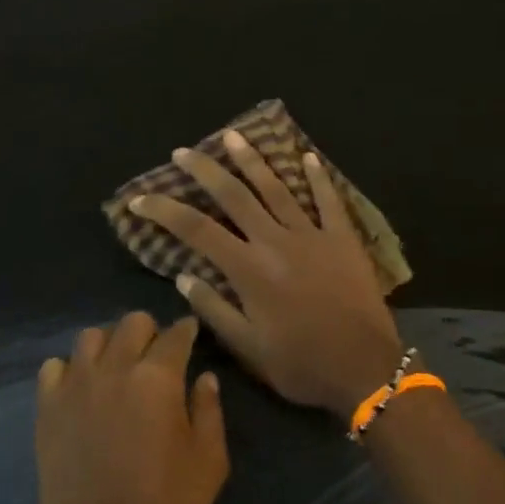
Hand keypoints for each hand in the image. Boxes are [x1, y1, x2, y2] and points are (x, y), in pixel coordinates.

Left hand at [34, 313, 227, 503]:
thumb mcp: (209, 460)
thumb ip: (209, 410)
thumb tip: (204, 378)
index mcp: (158, 378)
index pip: (175, 335)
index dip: (187, 330)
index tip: (191, 332)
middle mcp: (114, 368)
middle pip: (131, 323)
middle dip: (150, 331)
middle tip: (157, 353)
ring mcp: (74, 386)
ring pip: (90, 337)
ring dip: (110, 343)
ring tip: (117, 366)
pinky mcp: (47, 408)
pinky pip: (54, 367)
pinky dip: (71, 369)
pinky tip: (82, 389)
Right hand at [128, 132, 403, 418]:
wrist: (365, 367)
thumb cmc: (301, 364)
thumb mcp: (248, 348)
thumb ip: (214, 309)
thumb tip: (182, 276)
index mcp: (249, 270)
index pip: (196, 230)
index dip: (164, 211)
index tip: (139, 199)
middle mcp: (276, 242)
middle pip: (234, 196)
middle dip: (204, 170)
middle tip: (183, 152)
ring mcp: (312, 235)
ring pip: (277, 188)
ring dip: (252, 160)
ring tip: (233, 136)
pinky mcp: (343, 239)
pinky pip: (329, 200)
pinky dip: (317, 177)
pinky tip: (306, 157)